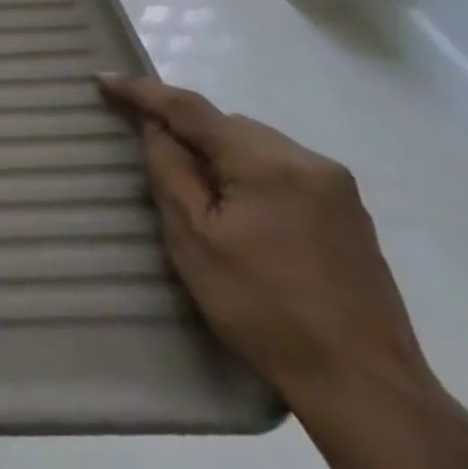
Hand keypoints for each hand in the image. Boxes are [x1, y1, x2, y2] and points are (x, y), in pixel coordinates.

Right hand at [99, 75, 426, 403]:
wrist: (366, 388)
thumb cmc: (264, 309)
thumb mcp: (194, 238)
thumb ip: (170, 171)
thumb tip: (155, 128)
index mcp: (267, 162)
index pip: (191, 109)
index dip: (142, 91)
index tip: (101, 80)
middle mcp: (308, 161)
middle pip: (226, 124)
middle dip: (184, 128)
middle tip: (144, 147)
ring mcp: (336, 188)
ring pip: (254, 144)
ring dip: (217, 152)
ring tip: (191, 186)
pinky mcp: (349, 215)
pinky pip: (280, 169)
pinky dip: (246, 172)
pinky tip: (236, 207)